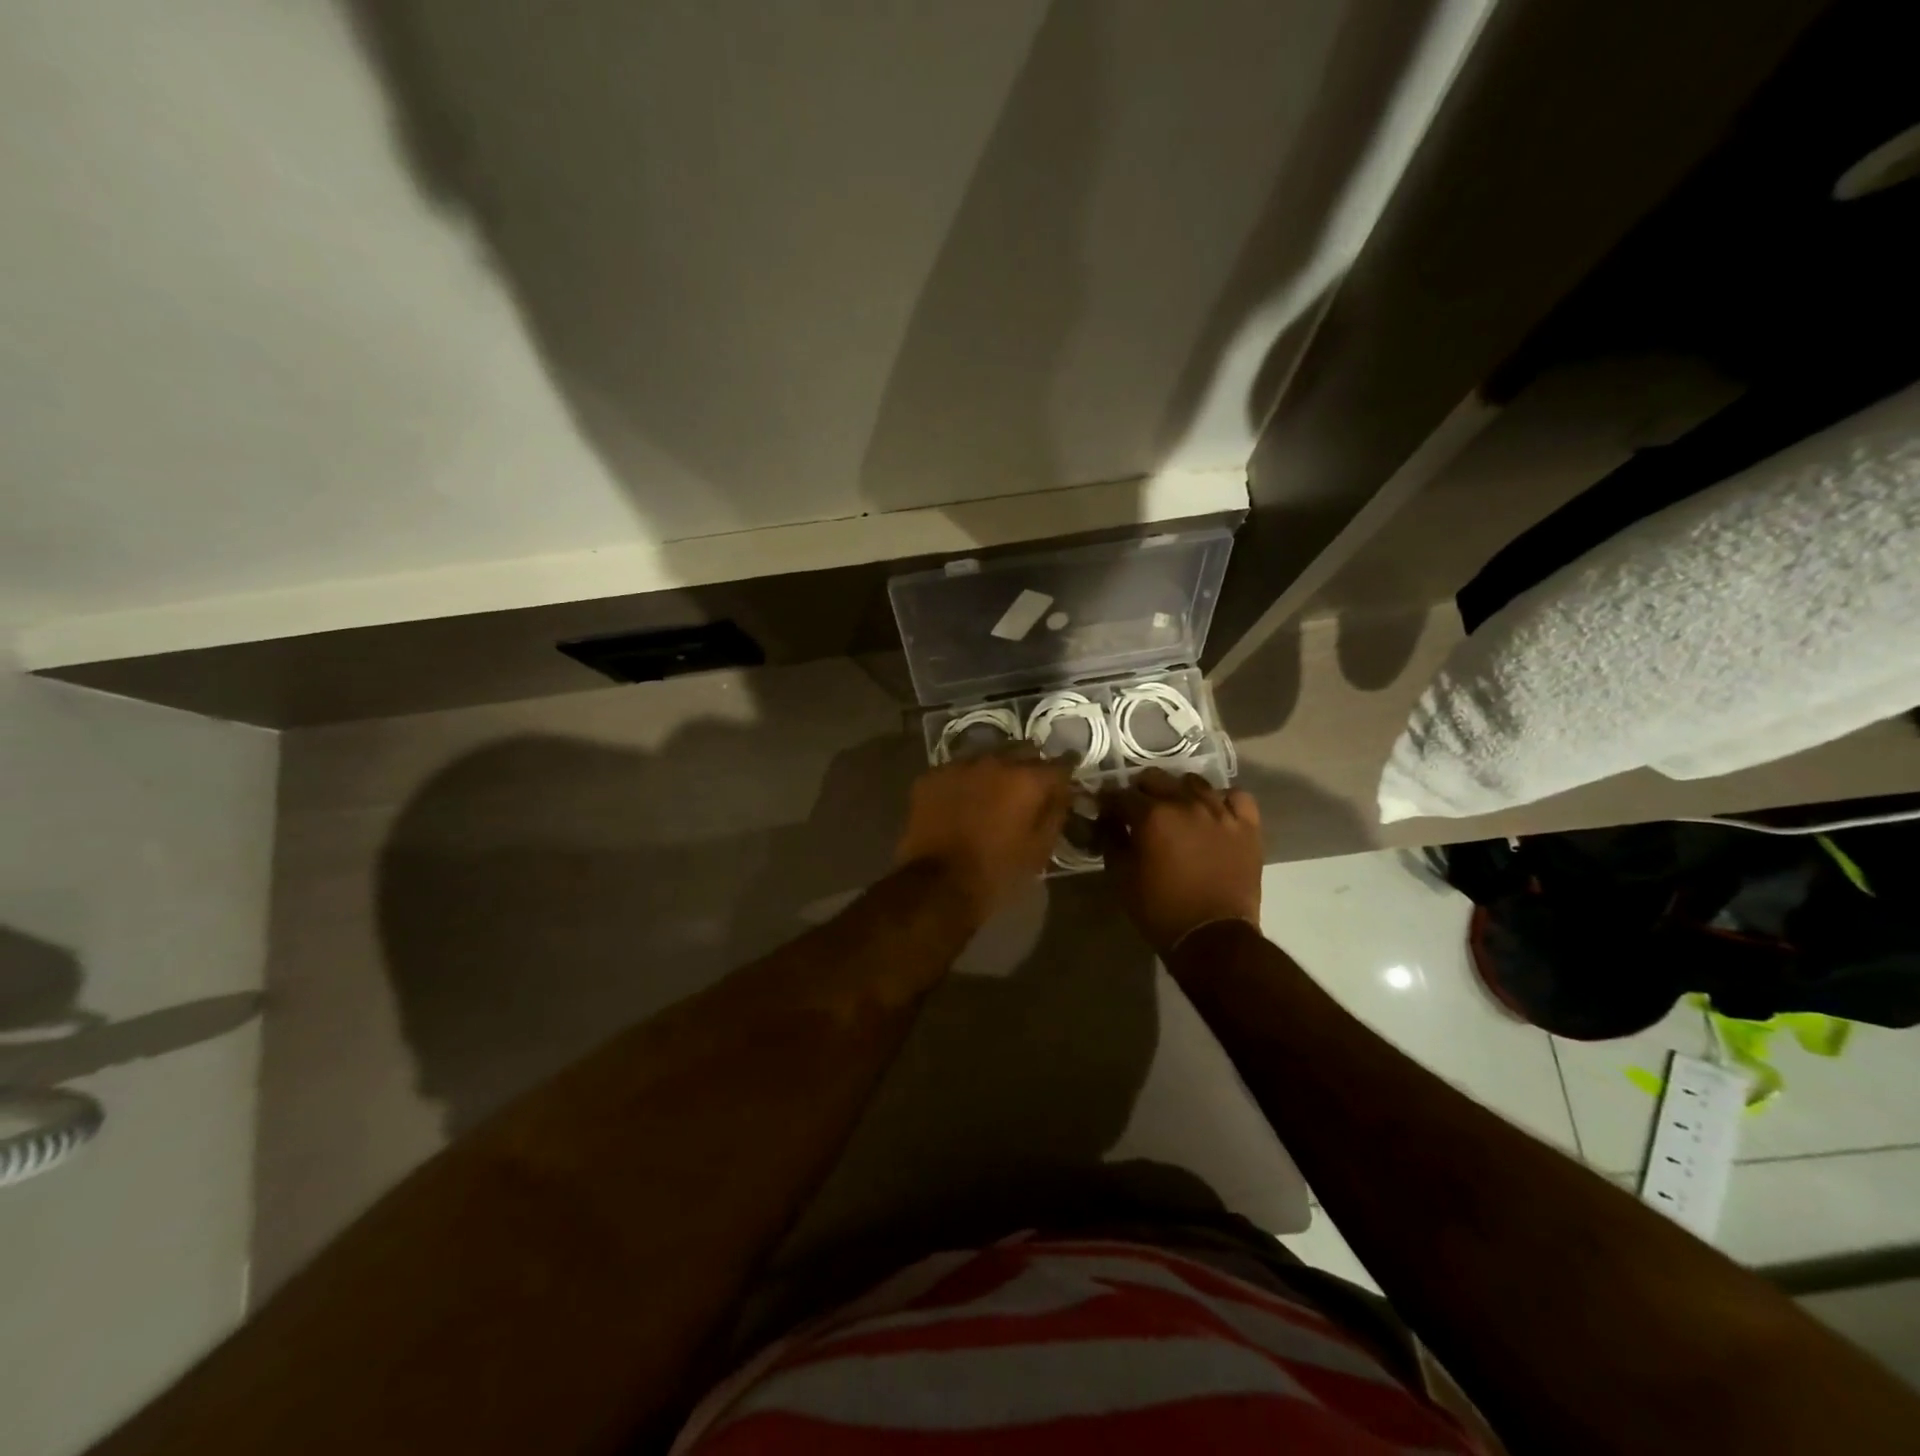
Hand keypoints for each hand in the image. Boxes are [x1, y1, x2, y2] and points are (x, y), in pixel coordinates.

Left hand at [895, 751, 1072, 925]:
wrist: (937, 884)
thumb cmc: (997, 871)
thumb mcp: (1039, 849)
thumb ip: (1056, 813)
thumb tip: (1063, 792)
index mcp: (1027, 780)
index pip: (1059, 764)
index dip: (1066, 771)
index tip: (1067, 778)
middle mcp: (995, 761)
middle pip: (1022, 751)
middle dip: (1030, 765)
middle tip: (1029, 787)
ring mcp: (960, 765)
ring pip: (987, 756)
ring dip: (995, 770)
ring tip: (993, 791)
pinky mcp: (932, 775)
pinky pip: (957, 770)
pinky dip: (965, 781)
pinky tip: (962, 799)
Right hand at [1100, 768, 1261, 952]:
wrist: (1213, 937)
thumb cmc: (1160, 909)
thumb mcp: (1121, 877)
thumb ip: (1111, 840)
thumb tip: (1106, 820)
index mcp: (1152, 816)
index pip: (1121, 794)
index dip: (1108, 801)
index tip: (1105, 810)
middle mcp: (1186, 803)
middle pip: (1156, 778)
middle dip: (1140, 791)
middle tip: (1137, 810)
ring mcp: (1220, 812)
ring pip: (1194, 782)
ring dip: (1179, 792)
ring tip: (1176, 809)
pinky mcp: (1247, 826)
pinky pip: (1236, 797)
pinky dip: (1222, 800)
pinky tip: (1214, 811)